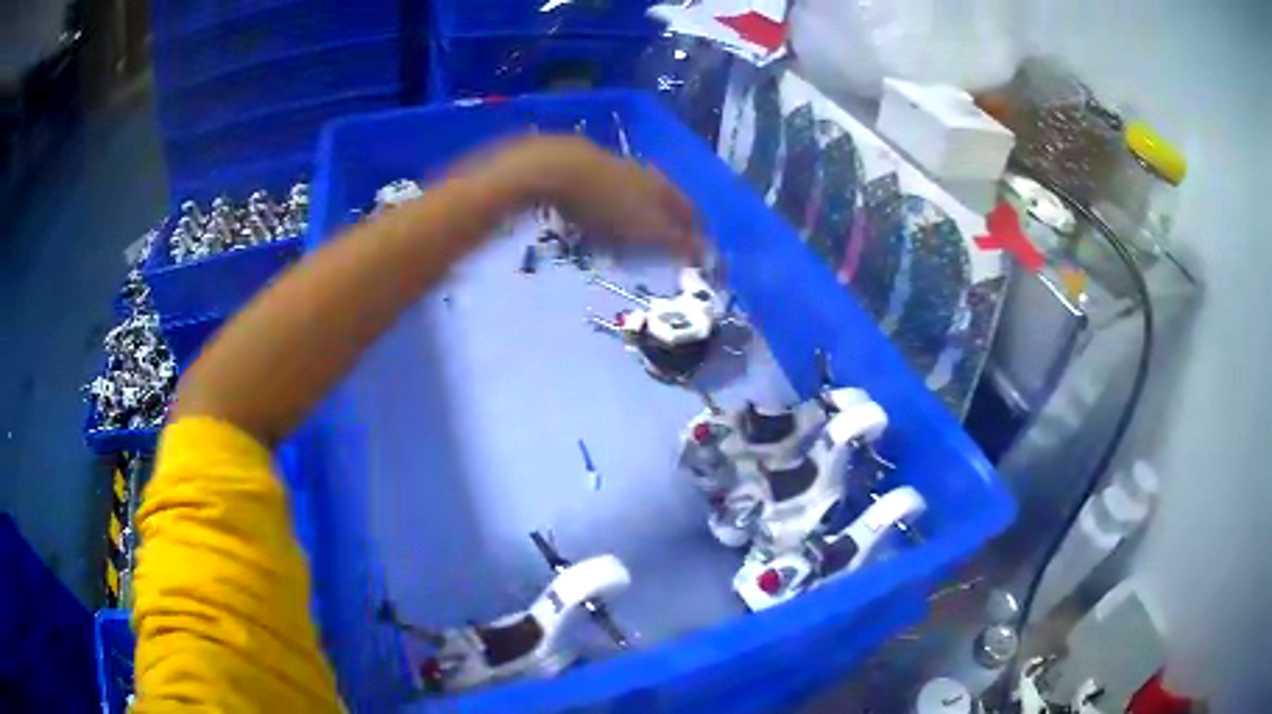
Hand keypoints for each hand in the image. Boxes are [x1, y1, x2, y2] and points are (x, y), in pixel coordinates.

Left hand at [471, 135, 703, 262]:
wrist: (553, 169)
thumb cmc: (605, 204)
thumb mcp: (645, 230)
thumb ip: (676, 242)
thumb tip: (706, 252)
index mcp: (662, 185)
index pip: (690, 210)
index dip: (696, 232)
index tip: (698, 253)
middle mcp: (640, 172)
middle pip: (661, 200)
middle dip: (665, 225)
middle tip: (665, 250)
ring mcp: (608, 167)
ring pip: (631, 195)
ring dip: (635, 217)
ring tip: (629, 242)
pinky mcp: (579, 169)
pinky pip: (602, 196)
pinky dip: (607, 212)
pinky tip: (593, 225)